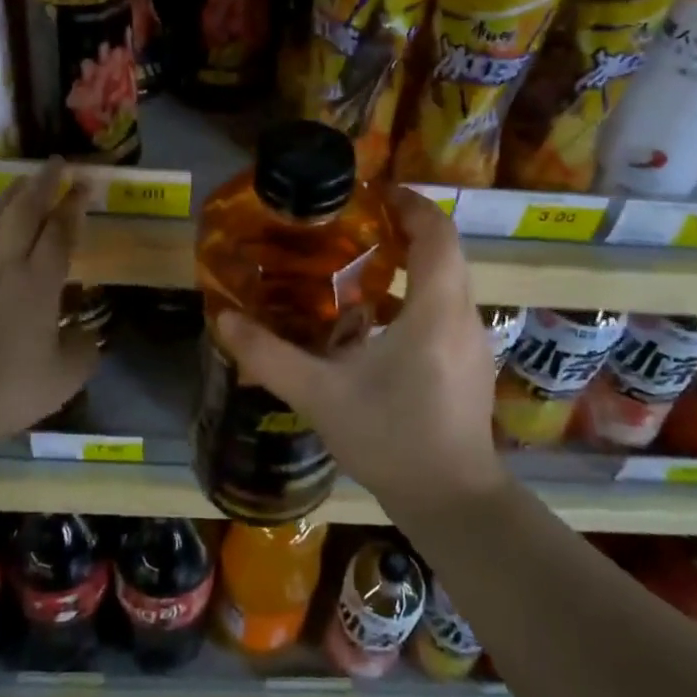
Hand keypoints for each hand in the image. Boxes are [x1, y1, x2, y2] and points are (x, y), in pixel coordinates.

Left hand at [0, 160, 94, 451]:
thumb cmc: (8, 389)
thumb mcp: (64, 378)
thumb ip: (83, 351)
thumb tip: (90, 335)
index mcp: (40, 284)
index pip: (61, 232)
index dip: (74, 204)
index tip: (84, 183)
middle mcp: (4, 266)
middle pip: (24, 212)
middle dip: (42, 183)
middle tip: (55, 163)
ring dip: (6, 196)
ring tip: (19, 181)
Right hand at [215, 187, 507, 517]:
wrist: (453, 503)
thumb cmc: (391, 439)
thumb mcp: (320, 395)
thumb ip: (269, 355)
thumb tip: (223, 319)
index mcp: (435, 309)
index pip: (437, 232)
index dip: (410, 203)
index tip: (374, 192)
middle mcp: (463, 315)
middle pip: (446, 250)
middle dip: (407, 227)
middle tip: (360, 223)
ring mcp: (473, 341)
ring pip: (449, 280)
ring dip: (414, 262)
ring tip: (363, 262)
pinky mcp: (471, 364)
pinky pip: (447, 308)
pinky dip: (418, 294)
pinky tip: (376, 320)